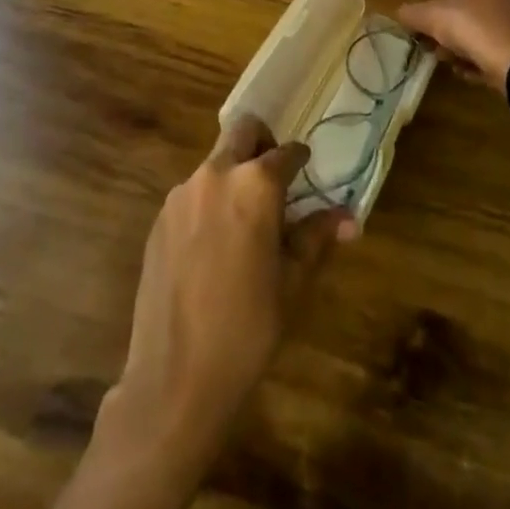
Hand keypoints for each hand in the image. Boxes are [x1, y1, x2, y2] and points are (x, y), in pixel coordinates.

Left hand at [104, 117, 354, 466]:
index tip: (307, 170)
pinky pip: (192, 192)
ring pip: (215, 162)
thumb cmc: (247, 329)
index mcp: (255, 185)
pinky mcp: (160, 218)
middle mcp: (216, 174)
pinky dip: (210, 201)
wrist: (175, 378)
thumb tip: (349, 218)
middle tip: (275, 177)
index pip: (286, 151)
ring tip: (245, 222)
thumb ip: (316, 237)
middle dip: (262, 143)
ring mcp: (182, 194)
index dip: (300, 159)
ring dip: (233, 174)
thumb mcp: (292, 283)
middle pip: (242, 131)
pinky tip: (214, 246)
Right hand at [398, 0, 509, 94]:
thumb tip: (399, 12)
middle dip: (455, 32)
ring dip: (470, 47)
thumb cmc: (474, 26)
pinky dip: (491, 56)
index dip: (441, 9)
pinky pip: (506, 44)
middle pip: (472, 8)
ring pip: (488, 27)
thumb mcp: (432, 18)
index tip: (432, 31)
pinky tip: (479, 74)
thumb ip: (412, 13)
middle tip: (442, 52)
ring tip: (459, 67)